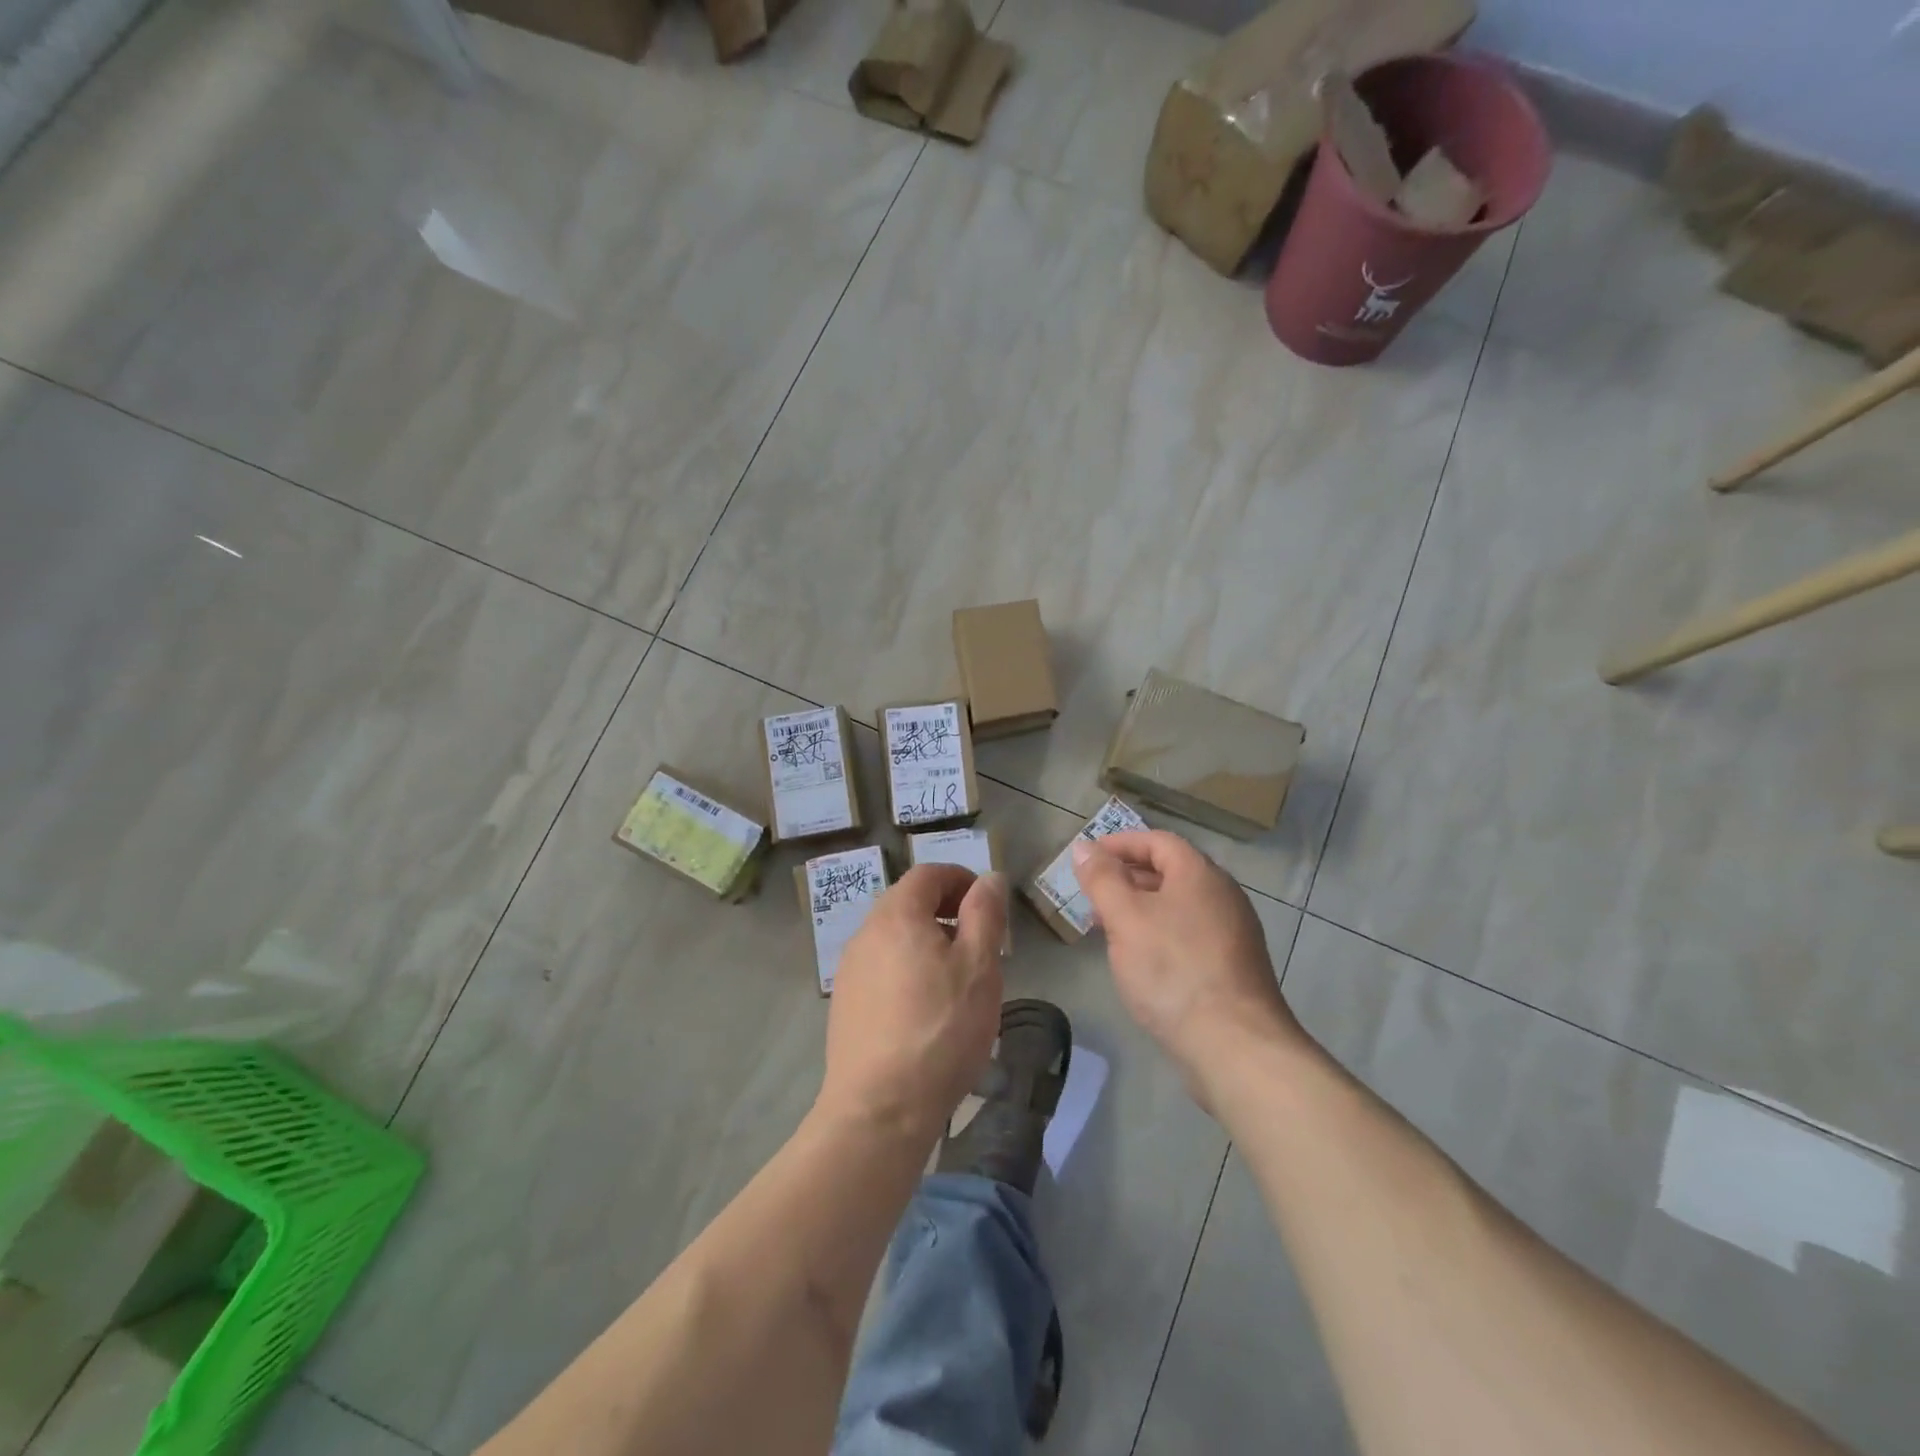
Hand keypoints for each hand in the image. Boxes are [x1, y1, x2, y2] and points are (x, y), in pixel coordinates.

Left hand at [817, 864, 1007, 1142]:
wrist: (880, 1109)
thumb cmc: (940, 1029)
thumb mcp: (979, 966)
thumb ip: (985, 914)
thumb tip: (989, 878)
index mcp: (896, 915)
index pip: (928, 874)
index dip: (961, 879)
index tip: (987, 905)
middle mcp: (865, 933)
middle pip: (908, 902)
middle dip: (946, 910)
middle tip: (979, 942)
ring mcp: (850, 970)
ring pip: (894, 936)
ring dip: (927, 941)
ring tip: (957, 978)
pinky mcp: (845, 1004)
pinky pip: (882, 967)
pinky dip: (908, 968)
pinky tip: (926, 1008)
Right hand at [1071, 830, 1302, 1110]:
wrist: (1235, 1046)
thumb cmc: (1173, 970)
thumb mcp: (1125, 918)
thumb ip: (1102, 879)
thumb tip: (1084, 848)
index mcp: (1200, 874)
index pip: (1158, 841)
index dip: (1120, 843)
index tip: (1088, 857)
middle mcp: (1223, 895)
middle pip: (1171, 871)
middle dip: (1128, 877)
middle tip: (1093, 893)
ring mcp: (1234, 933)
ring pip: (1179, 905)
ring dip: (1142, 907)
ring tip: (1109, 927)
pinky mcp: (1234, 967)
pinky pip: (1190, 934)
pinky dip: (1161, 933)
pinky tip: (1142, 960)